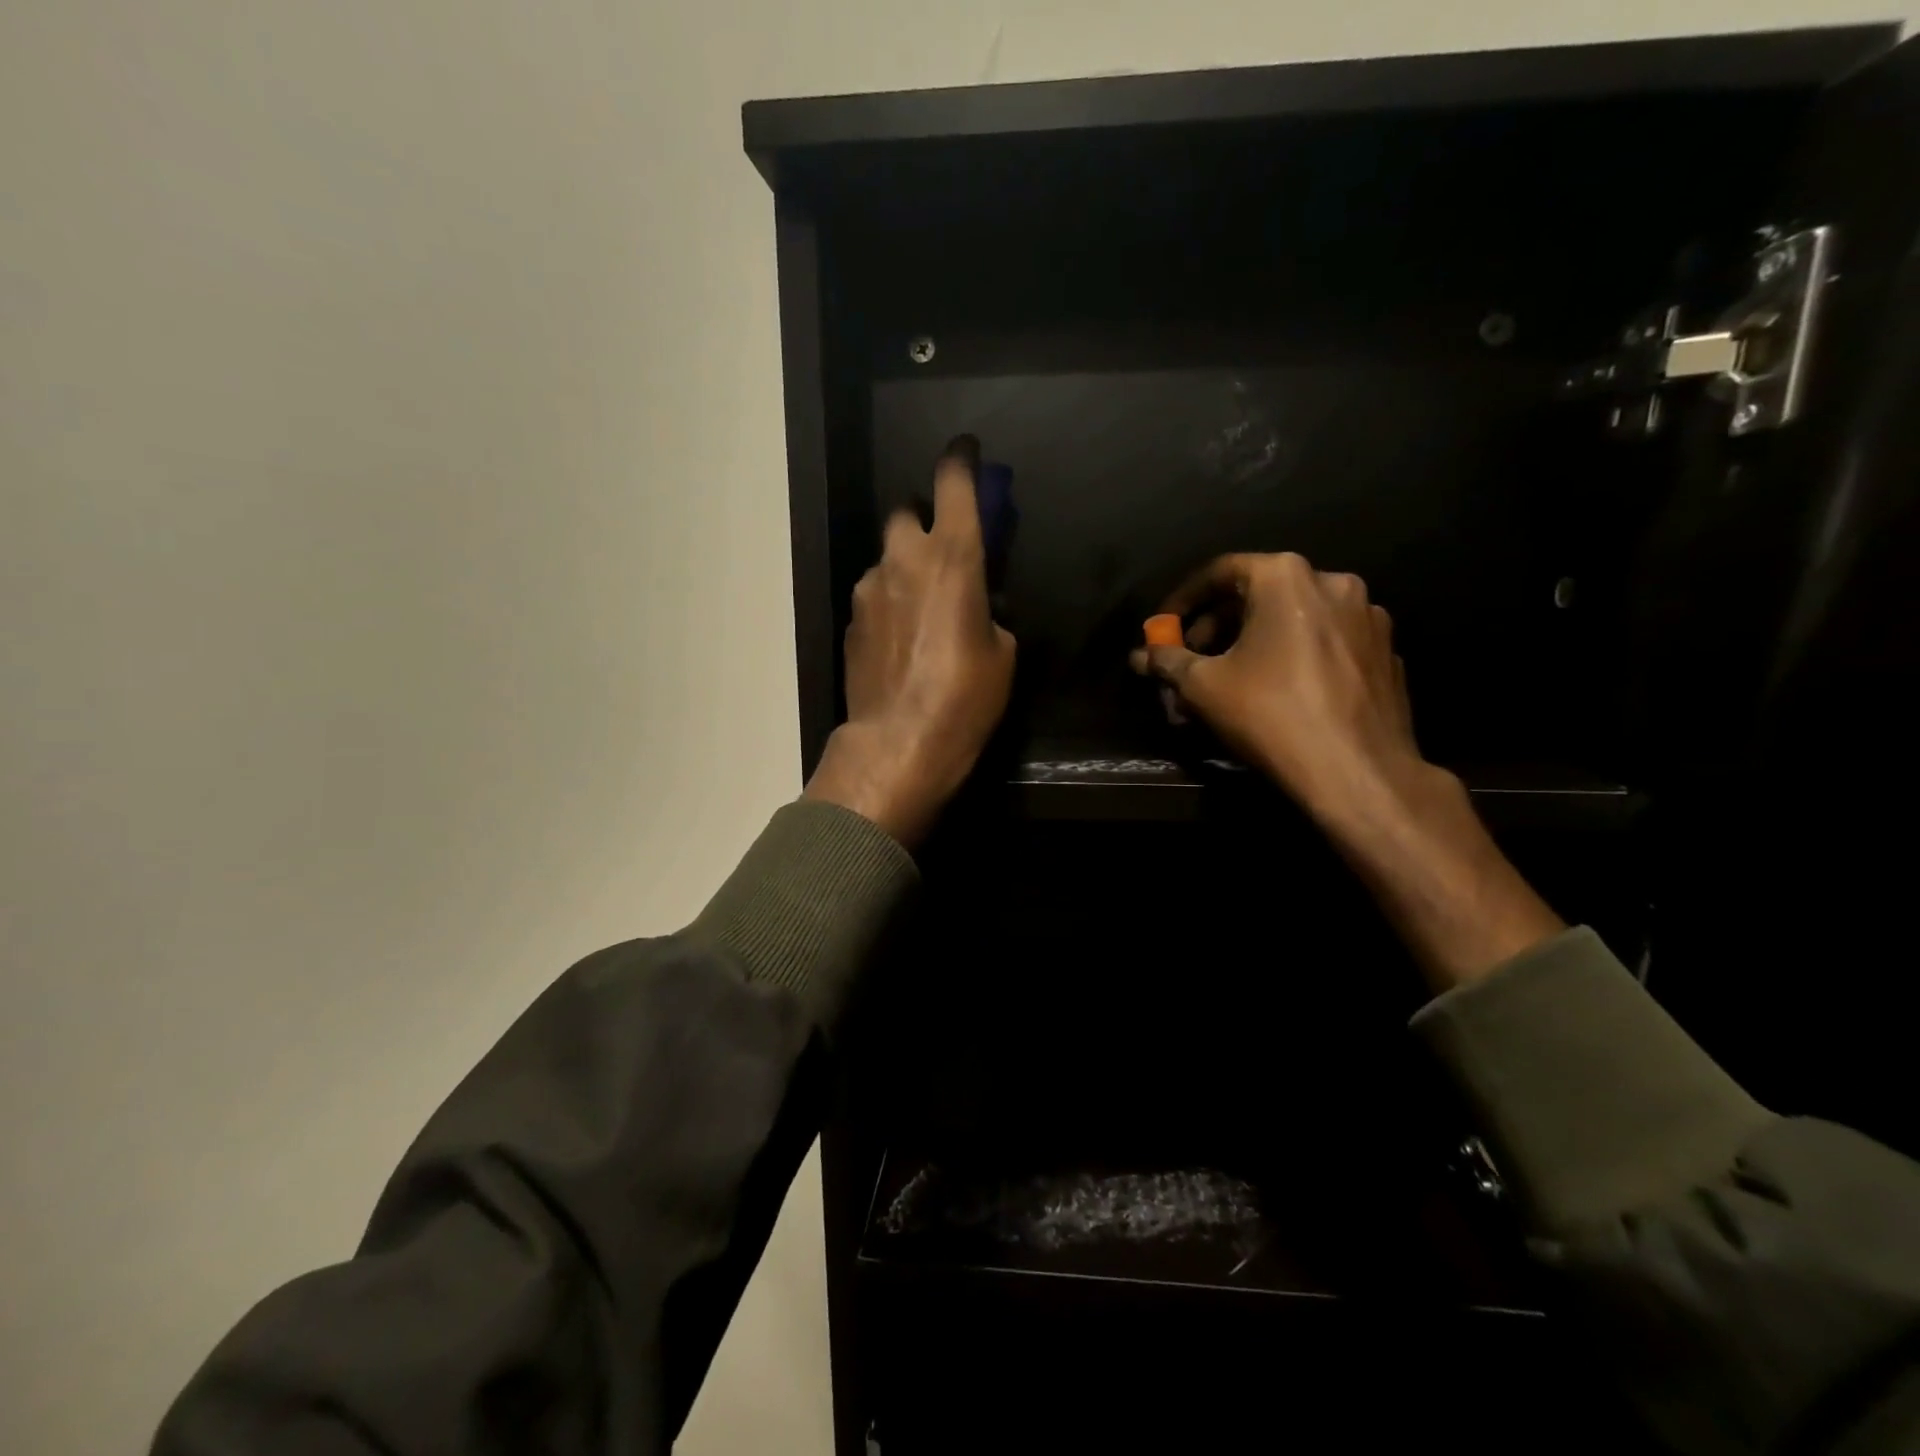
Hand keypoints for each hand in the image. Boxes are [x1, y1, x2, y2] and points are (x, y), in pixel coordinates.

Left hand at [804, 437, 1016, 847]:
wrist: (898, 744)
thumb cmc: (965, 698)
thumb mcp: (1003, 654)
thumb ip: (990, 612)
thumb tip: (978, 607)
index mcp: (952, 557)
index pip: (954, 483)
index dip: (961, 460)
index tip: (965, 452)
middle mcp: (903, 559)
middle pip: (907, 513)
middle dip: (926, 523)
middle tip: (944, 555)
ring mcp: (869, 589)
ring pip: (888, 558)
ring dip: (906, 569)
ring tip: (923, 612)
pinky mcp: (850, 621)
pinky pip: (874, 595)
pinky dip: (890, 603)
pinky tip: (902, 640)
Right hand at [1130, 552, 1418, 827]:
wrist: (1357, 772)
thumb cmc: (1270, 715)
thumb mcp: (1202, 687)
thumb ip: (1167, 662)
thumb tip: (1141, 656)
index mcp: (1286, 577)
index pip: (1220, 572)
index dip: (1183, 600)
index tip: (1163, 629)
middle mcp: (1333, 584)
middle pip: (1259, 596)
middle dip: (1217, 628)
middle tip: (1192, 661)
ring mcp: (1368, 618)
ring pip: (1294, 621)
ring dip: (1255, 644)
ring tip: (1231, 681)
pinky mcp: (1386, 654)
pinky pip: (1326, 646)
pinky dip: (1295, 658)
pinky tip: (1279, 694)